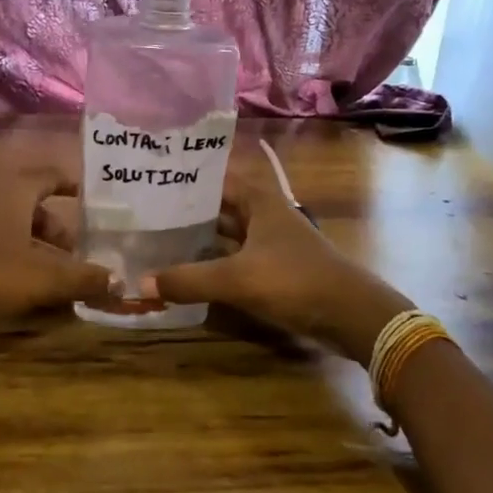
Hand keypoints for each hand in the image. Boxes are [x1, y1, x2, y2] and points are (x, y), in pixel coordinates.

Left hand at [0, 175, 112, 336]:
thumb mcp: (42, 278)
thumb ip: (82, 279)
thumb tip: (118, 281)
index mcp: (14, 194)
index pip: (50, 176)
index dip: (73, 184)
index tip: (94, 197)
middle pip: (36, 208)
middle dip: (61, 230)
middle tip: (81, 254)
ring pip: (18, 230)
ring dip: (41, 249)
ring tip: (60, 277)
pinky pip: (1, 247)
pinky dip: (21, 260)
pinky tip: (29, 289)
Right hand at [148, 178, 412, 364]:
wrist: (351, 314)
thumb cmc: (295, 280)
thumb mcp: (238, 279)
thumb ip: (189, 280)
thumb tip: (141, 283)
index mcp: (258, 199)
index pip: (214, 178)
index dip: (185, 178)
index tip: (151, 180)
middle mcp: (263, 213)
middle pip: (217, 206)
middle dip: (186, 210)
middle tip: (144, 213)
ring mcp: (269, 241)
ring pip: (225, 233)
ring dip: (198, 238)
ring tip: (157, 239)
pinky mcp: (273, 267)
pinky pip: (234, 257)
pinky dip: (212, 261)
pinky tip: (187, 270)